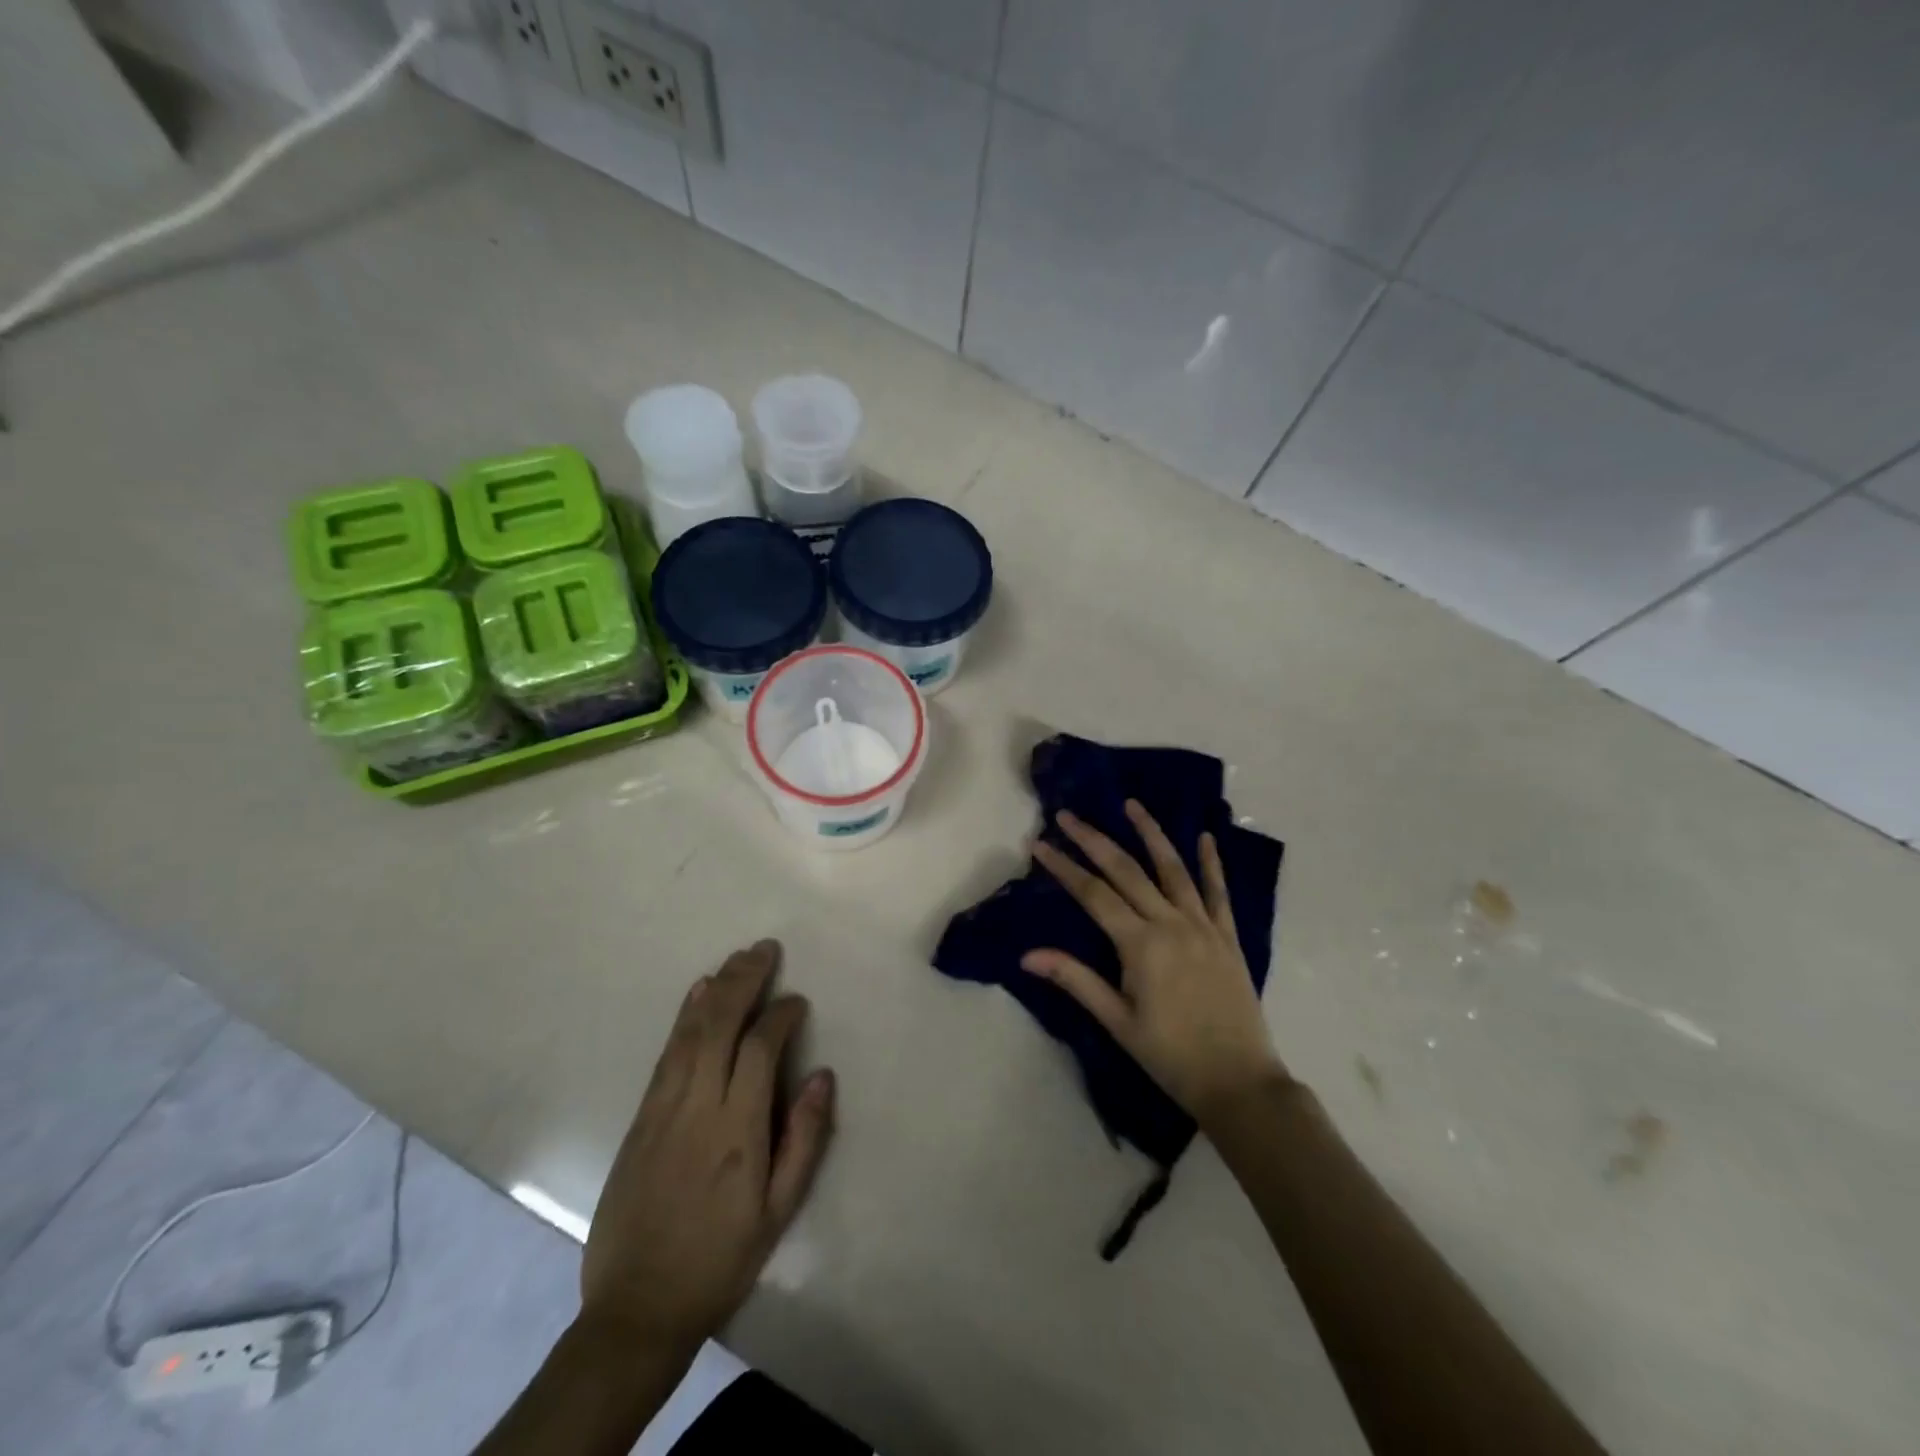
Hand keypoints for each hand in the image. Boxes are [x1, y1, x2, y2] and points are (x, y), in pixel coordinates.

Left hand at [580, 941, 834, 1363]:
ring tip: (738, 958)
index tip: (798, 1001)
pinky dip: (684, 1016)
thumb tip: (821, 1075)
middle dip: (745, 980)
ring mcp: (662, 1109)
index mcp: (737, 1131)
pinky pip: (666, 1053)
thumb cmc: (721, 1259)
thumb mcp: (778, 1212)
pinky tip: (697, 992)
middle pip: (720, 1025)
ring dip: (716, 988)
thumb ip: (804, 1139)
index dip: (781, 1016)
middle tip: (766, 949)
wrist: (637, 1308)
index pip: (760, 1049)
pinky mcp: (640, 1117)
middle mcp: (697, 1107)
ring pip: (690, 1032)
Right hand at [1024, 801, 1286, 1125]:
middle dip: (1094, 840)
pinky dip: (1211, 863)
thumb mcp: (1117, 1022)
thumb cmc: (1170, 1056)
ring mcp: (1203, 926)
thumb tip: (1027, 955)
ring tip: (1132, 804)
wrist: (1239, 1083)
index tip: (1039, 844)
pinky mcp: (1227, 937)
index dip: (1064, 867)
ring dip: (1150, 834)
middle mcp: (1171, 923)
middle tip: (1068, 815)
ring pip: (1173, 869)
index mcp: (1140, 944)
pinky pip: (1219, 893)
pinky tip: (1205, 837)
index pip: (1093, 894)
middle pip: (1126, 871)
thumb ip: (1075, 981)